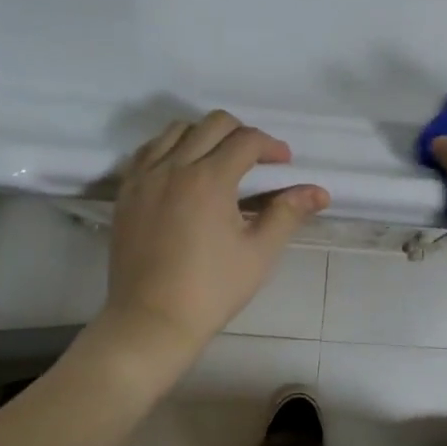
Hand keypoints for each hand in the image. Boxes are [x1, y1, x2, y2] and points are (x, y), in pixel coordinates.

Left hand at [103, 111, 329, 355]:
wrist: (151, 321)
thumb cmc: (212, 289)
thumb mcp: (259, 252)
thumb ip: (288, 213)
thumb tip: (320, 192)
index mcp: (209, 179)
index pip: (247, 140)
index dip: (272, 146)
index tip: (284, 164)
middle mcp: (174, 167)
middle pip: (213, 123)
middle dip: (242, 133)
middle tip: (257, 160)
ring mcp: (144, 178)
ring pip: (177, 130)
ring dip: (205, 135)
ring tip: (219, 162)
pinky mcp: (126, 192)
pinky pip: (149, 151)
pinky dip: (171, 148)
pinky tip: (183, 172)